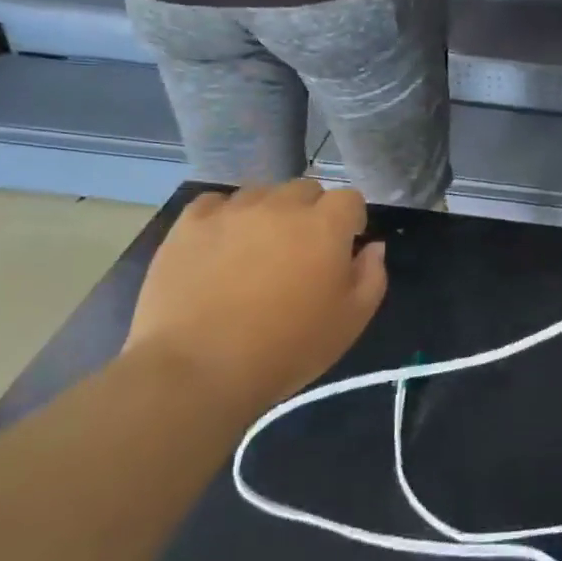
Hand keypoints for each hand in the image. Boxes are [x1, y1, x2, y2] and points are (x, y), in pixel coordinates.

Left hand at [125, 182, 386, 415]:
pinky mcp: (190, 224)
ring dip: (268, 213)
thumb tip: (372, 247)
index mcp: (325, 225)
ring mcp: (232, 211)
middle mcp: (281, 206)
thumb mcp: (351, 321)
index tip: (343, 249)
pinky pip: (215, 203)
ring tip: (257, 250)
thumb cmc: (287, 348)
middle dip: (311, 213)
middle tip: (300, 251)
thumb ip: (372, 276)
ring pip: (261, 193)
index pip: (350, 199)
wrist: (197, 369)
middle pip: (306, 190)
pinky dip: (224, 217)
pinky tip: (220, 246)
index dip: (350, 221)